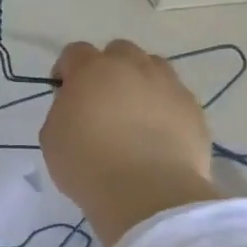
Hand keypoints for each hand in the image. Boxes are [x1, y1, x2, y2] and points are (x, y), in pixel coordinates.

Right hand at [40, 39, 221, 246]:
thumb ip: (63, 111)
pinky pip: (176, 97)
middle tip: (103, 100)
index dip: (67, 70)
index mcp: (91, 69)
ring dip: (141, 80)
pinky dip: (165, 107)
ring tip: (136, 112)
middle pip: (118, 51)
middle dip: (108, 68)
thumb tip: (76, 107)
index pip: (75, 53)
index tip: (65, 93)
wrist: (148, 195)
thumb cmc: (88, 165)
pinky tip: (160, 133)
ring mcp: (167, 85)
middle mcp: (131, 66)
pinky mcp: (193, 109)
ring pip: (153, 67)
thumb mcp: (52, 137)